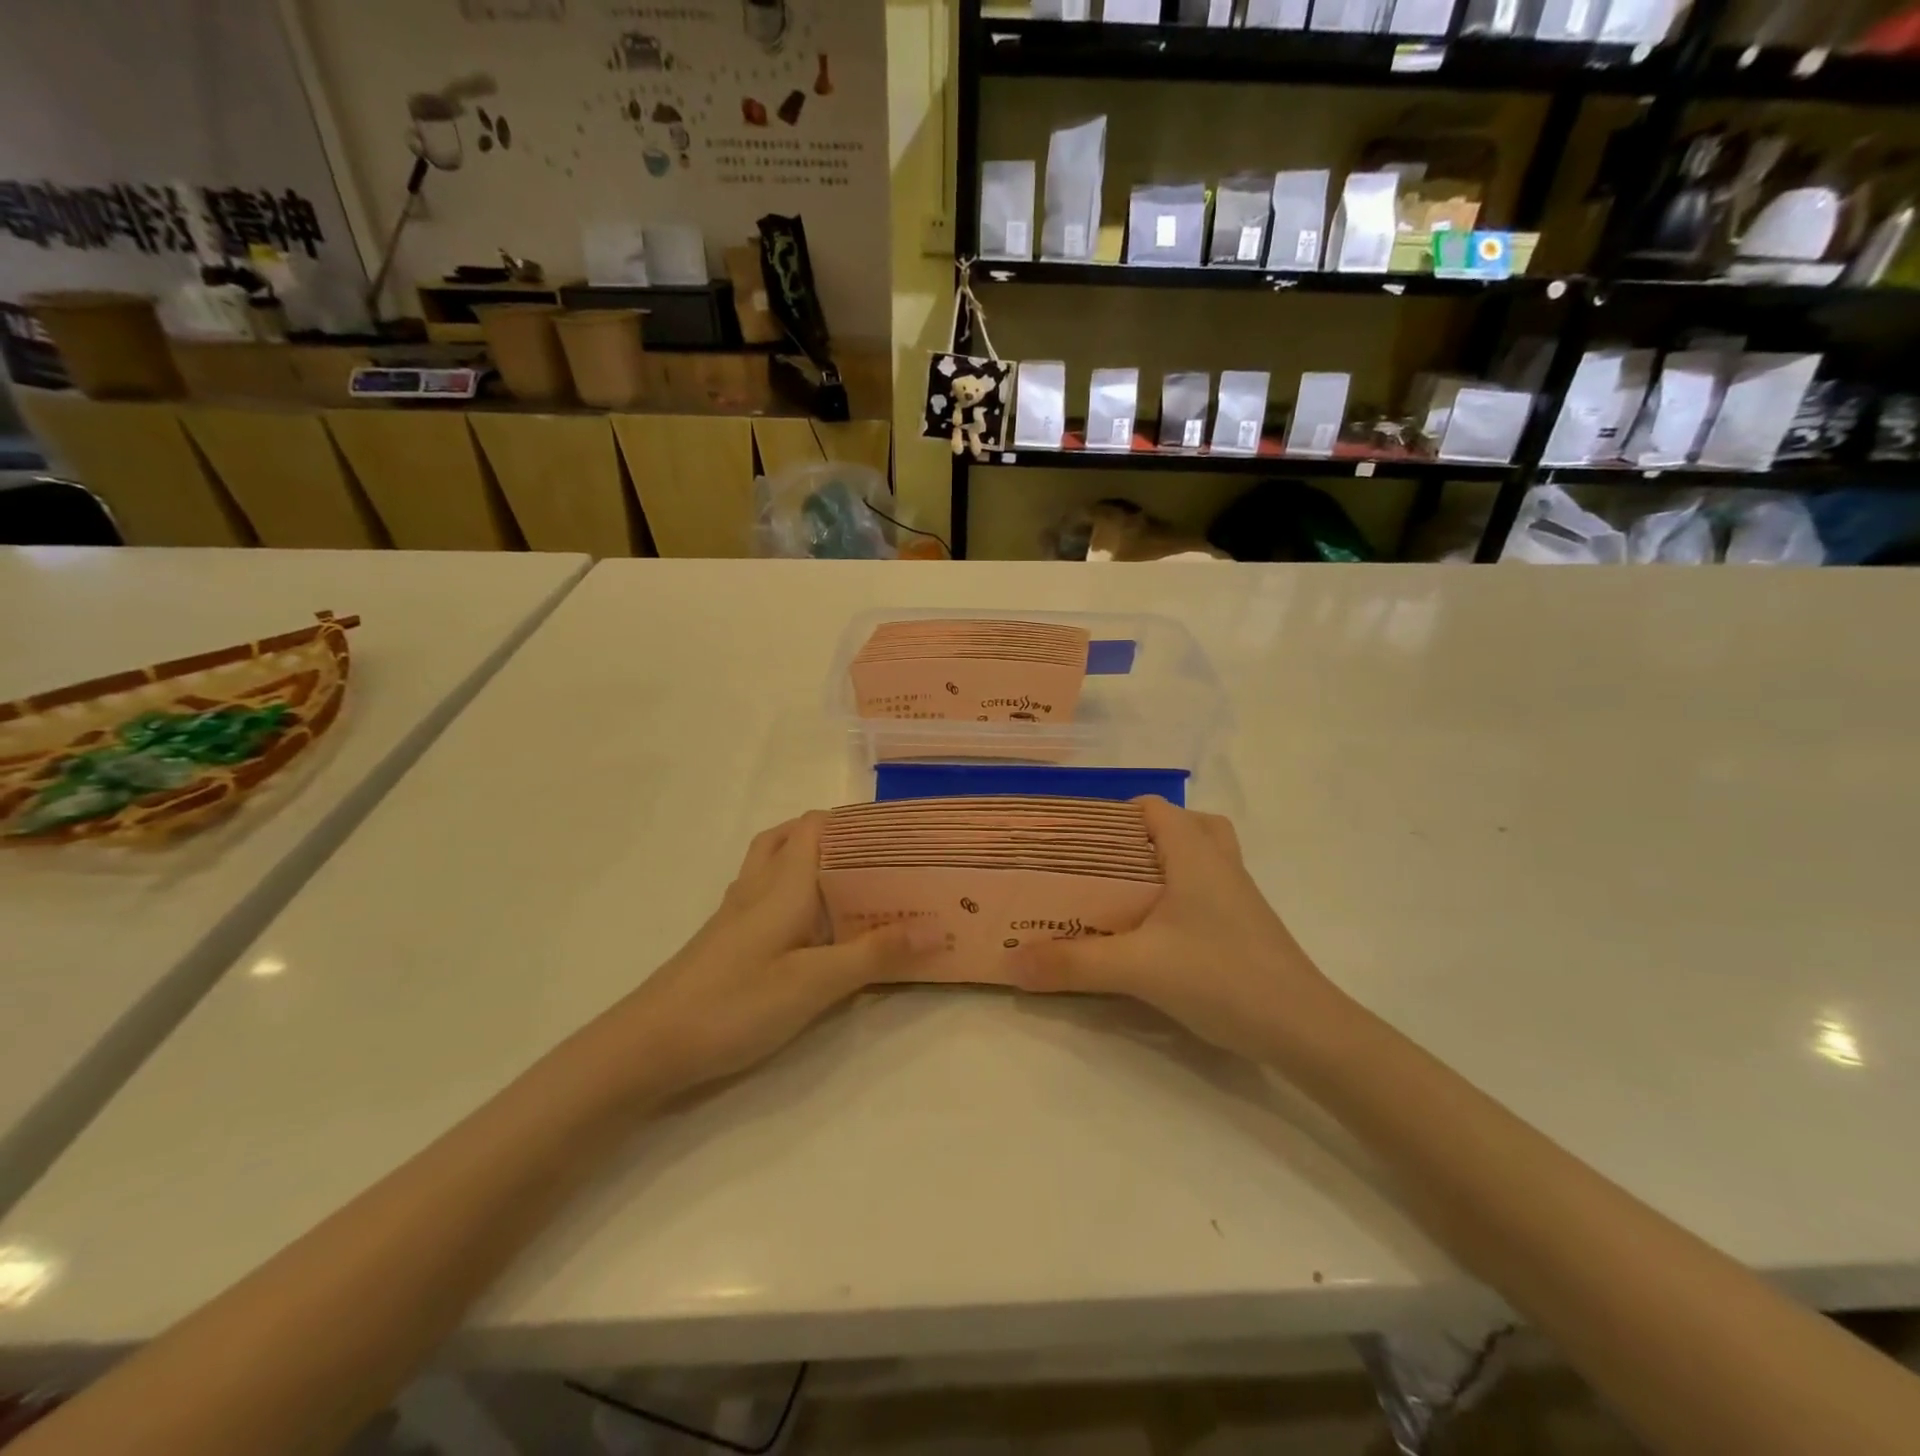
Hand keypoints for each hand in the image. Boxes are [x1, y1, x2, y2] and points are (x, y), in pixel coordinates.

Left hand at [608, 812, 935, 1097]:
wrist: (647, 1046)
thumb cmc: (735, 1004)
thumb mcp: (814, 983)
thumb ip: (874, 954)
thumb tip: (936, 926)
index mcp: (783, 885)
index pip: (815, 826)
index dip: (853, 820)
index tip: (895, 832)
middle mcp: (758, 889)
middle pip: (789, 837)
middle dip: (830, 835)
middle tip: (873, 855)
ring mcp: (736, 914)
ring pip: (771, 864)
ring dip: (806, 858)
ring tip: (847, 882)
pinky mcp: (725, 940)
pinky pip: (764, 896)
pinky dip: (790, 891)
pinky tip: (808, 927)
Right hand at [1009, 797, 1346, 1064]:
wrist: (1304, 1030)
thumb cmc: (1222, 977)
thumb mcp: (1138, 968)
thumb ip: (1073, 963)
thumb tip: (1012, 961)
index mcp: (1194, 853)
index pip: (1153, 808)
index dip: (1113, 815)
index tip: (1075, 840)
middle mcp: (1219, 863)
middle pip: (1180, 826)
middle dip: (1137, 839)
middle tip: (1098, 866)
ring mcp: (1238, 895)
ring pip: (1199, 857)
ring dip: (1164, 865)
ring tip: (1124, 892)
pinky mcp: (1245, 926)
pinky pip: (1207, 889)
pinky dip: (1180, 893)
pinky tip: (1155, 931)